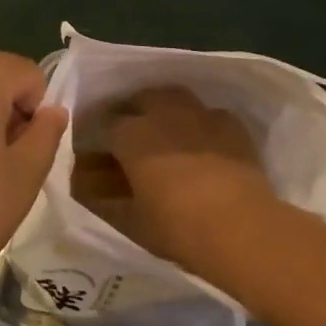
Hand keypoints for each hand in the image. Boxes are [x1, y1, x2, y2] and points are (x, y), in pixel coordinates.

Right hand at [95, 86, 275, 277]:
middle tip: (132, 137)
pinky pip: (208, 114)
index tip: (98, 151)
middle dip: (132, 112)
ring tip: (167, 130)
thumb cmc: (177, 227)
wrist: (241, 228)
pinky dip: (201, 123)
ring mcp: (198, 113)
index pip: (103, 124)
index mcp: (129, 134)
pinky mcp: (230, 124)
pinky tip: (204, 142)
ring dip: (165, 108)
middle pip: (139, 99)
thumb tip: (85, 190)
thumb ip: (104, 202)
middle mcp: (161, 113)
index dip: (99, 137)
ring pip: (174, 97)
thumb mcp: (130, 222)